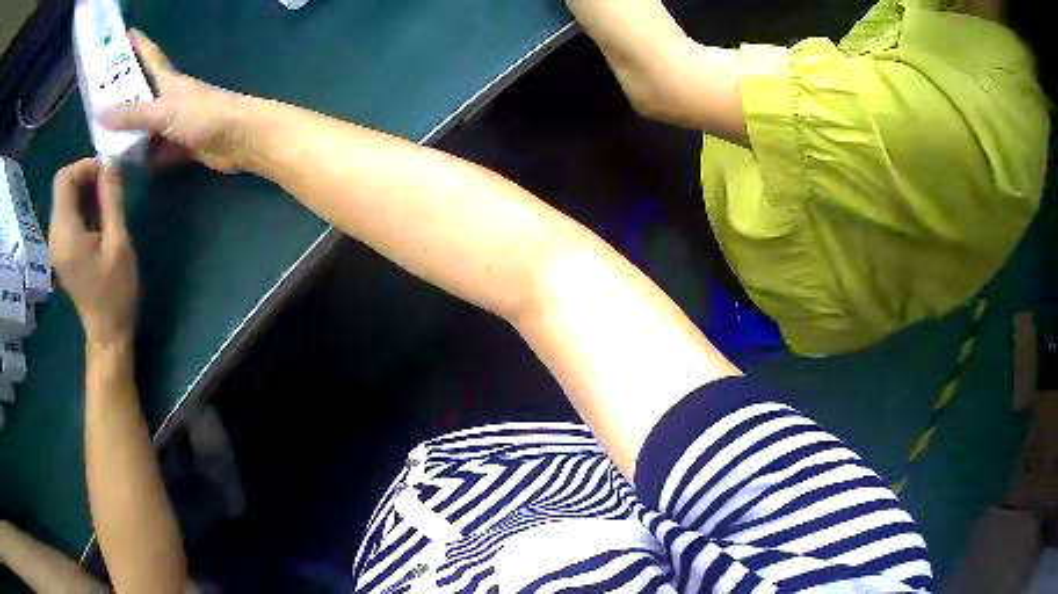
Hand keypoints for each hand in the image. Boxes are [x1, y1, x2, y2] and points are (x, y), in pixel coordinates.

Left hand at [49, 159, 138, 347]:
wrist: (107, 332)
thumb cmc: (115, 292)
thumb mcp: (119, 242)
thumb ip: (111, 200)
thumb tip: (110, 163)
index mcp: (65, 233)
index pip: (64, 179)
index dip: (84, 165)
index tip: (106, 172)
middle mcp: (54, 235)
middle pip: (63, 186)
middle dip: (85, 176)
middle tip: (109, 185)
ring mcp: (55, 244)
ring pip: (64, 198)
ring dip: (84, 190)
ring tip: (106, 201)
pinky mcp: (60, 250)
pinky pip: (66, 213)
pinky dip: (81, 205)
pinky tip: (97, 217)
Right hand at [97, 30, 249, 172]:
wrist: (239, 139)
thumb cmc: (203, 115)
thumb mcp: (163, 111)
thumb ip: (131, 114)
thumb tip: (99, 112)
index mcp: (167, 80)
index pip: (149, 56)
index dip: (138, 44)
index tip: (125, 34)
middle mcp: (169, 98)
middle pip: (140, 93)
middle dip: (121, 94)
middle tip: (96, 100)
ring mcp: (175, 122)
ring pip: (144, 126)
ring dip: (127, 132)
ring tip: (102, 141)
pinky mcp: (180, 145)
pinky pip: (155, 150)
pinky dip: (143, 157)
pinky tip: (126, 167)